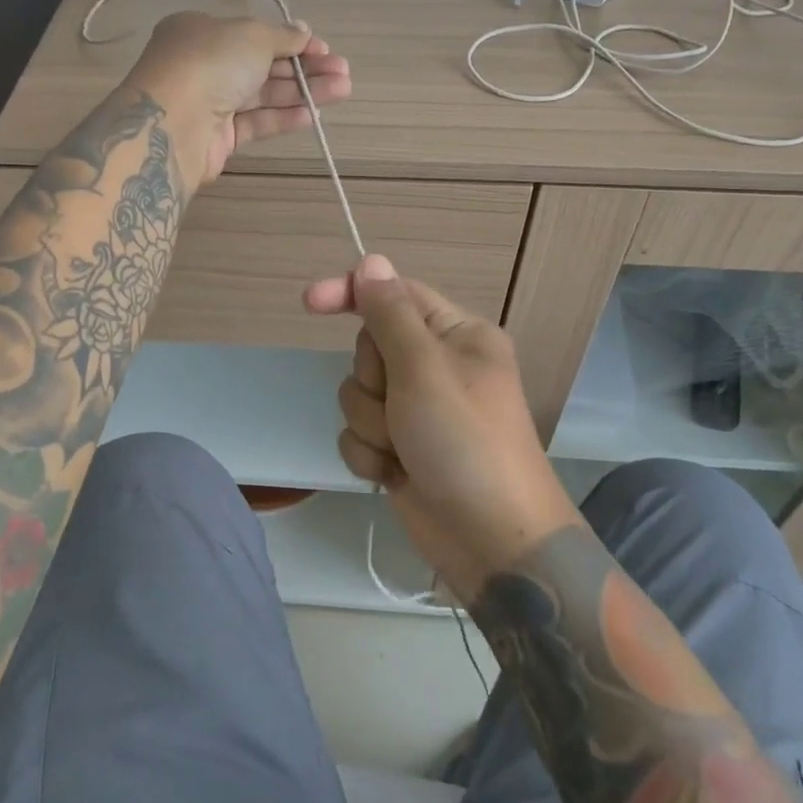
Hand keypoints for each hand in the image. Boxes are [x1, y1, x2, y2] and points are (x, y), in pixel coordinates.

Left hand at [124, 11, 350, 184]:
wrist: (171, 125)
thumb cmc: (210, 63)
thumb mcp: (251, 36)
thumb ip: (282, 36)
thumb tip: (304, 32)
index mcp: (201, 31)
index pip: (253, 34)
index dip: (291, 40)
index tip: (323, 48)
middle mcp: (204, 65)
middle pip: (262, 64)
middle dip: (304, 67)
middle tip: (342, 72)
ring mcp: (210, 103)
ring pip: (263, 95)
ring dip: (302, 91)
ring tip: (342, 90)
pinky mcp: (217, 138)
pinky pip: (256, 122)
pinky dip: (284, 117)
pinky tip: (313, 114)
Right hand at [305, 255, 580, 595]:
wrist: (491, 541)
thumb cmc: (465, 442)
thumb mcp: (425, 369)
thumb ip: (390, 313)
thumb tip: (371, 261)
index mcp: (456, 335)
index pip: (395, 294)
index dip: (351, 293)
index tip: (310, 303)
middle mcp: (436, 366)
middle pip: (369, 346)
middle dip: (373, 380)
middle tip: (402, 404)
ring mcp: (416, 410)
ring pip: (357, 393)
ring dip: (371, 424)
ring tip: (404, 449)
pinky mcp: (399, 448)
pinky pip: (358, 433)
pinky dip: (369, 454)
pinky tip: (394, 474)